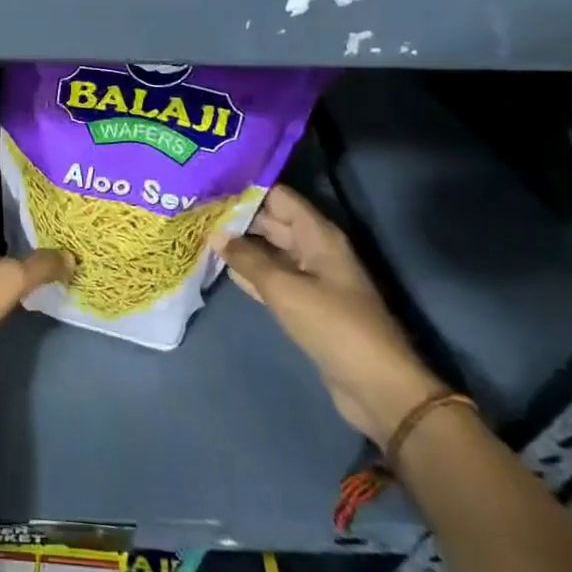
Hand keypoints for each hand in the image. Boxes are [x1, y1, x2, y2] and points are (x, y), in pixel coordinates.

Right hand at [218, 185, 444, 444]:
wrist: (376, 386)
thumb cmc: (333, 326)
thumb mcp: (285, 289)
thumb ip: (248, 260)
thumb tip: (216, 234)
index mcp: (317, 235)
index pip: (277, 196)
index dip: (245, 189)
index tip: (208, 185)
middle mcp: (314, 249)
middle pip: (271, 221)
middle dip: (236, 216)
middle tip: (195, 210)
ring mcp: (310, 277)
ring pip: (269, 250)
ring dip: (239, 245)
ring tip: (199, 232)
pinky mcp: (305, 302)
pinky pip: (272, 277)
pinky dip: (249, 271)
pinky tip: (220, 266)